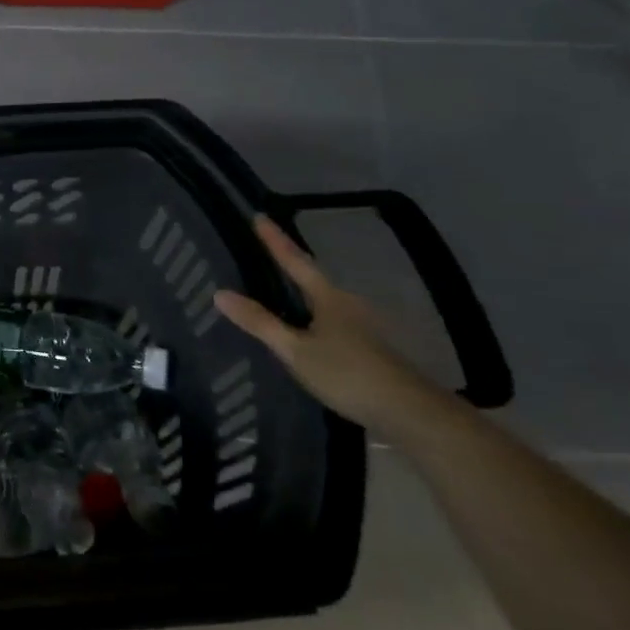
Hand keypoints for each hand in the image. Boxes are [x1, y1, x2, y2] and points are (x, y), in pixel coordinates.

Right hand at [214, 216, 443, 439]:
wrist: (410, 413)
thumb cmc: (348, 374)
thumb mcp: (295, 350)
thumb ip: (260, 323)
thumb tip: (219, 293)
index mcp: (328, 298)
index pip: (295, 260)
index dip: (275, 240)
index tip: (259, 216)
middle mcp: (346, 304)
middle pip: (311, 277)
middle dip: (289, 262)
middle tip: (264, 249)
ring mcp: (360, 327)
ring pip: (321, 299)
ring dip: (300, 290)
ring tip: (276, 287)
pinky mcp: (366, 348)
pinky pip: (329, 319)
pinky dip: (310, 314)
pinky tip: (301, 326)